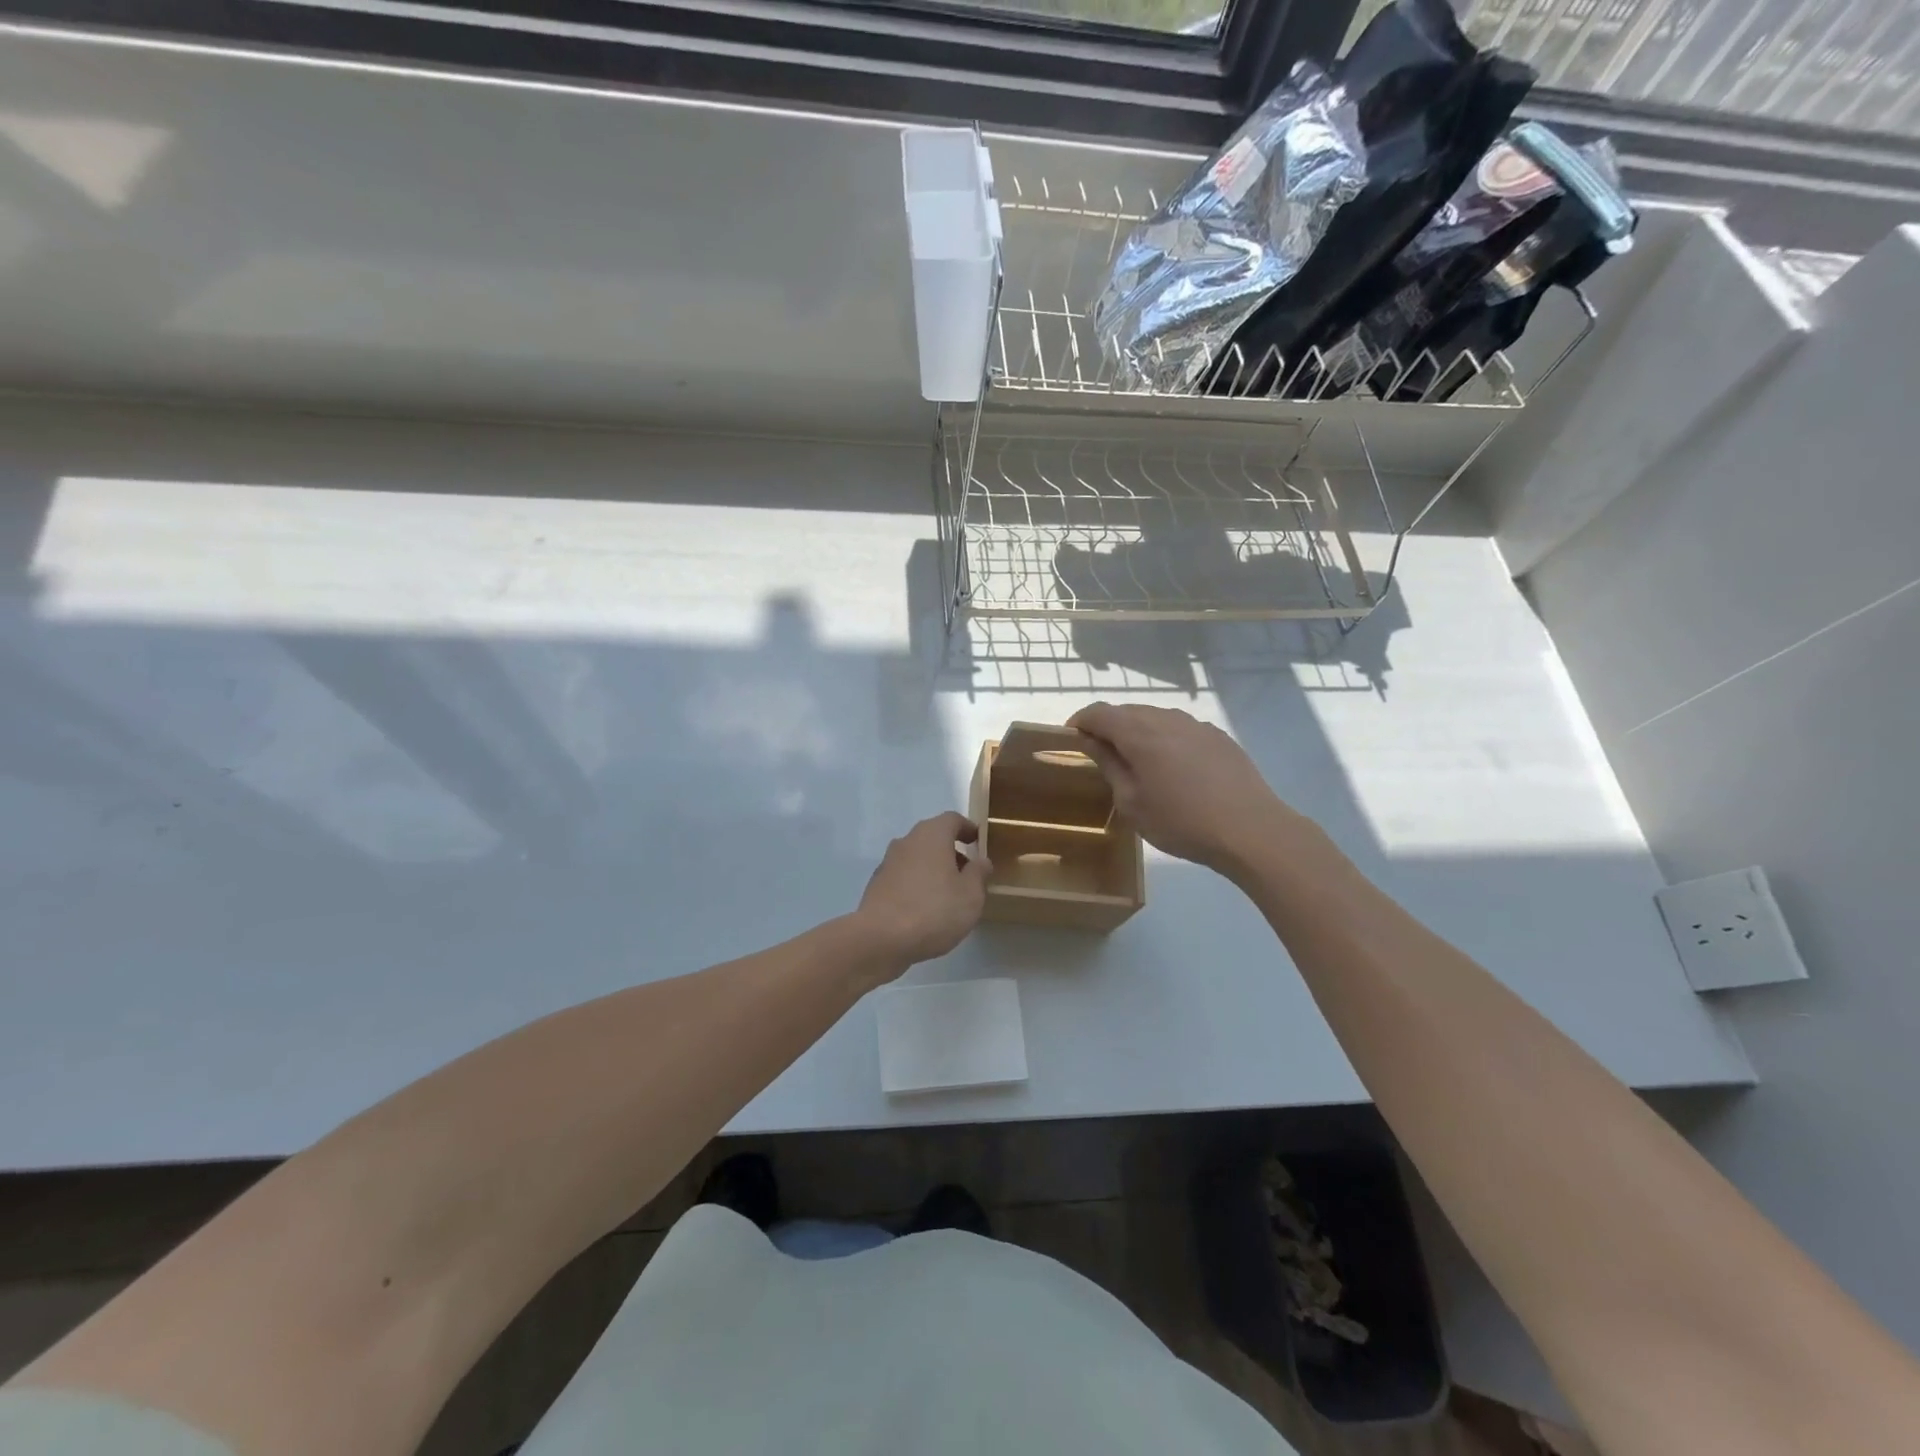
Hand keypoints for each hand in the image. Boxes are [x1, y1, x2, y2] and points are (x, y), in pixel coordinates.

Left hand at [854, 811, 990, 970]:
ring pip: (917, 857)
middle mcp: (907, 841)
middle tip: (967, 872)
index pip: (952, 820)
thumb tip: (980, 861)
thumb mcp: (970, 895)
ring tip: (949, 894)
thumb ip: (978, 873)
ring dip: (934, 868)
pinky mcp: (877, 885)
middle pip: (933, 837)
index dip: (967, 828)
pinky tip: (926, 909)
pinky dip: (917, 884)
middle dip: (951, 851)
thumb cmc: (934, 911)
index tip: (978, 841)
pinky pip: (904, 876)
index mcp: (932, 835)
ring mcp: (888, 863)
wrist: (881, 939)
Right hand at [1068, 703, 1300, 873]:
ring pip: (1156, 717)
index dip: (1080, 721)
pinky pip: (1181, 728)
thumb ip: (1109, 765)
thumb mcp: (1132, 802)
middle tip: (1100, 752)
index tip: (1070, 737)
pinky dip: (1165, 738)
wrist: (1250, 830)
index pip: (1100, 713)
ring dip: (1138, 731)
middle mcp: (1167, 719)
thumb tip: (1090, 741)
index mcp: (1140, 733)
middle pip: (1128, 711)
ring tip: (1136, 760)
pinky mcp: (1218, 737)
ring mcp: (1196, 725)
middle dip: (1108, 725)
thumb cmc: (1181, 822)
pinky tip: (1172, 767)